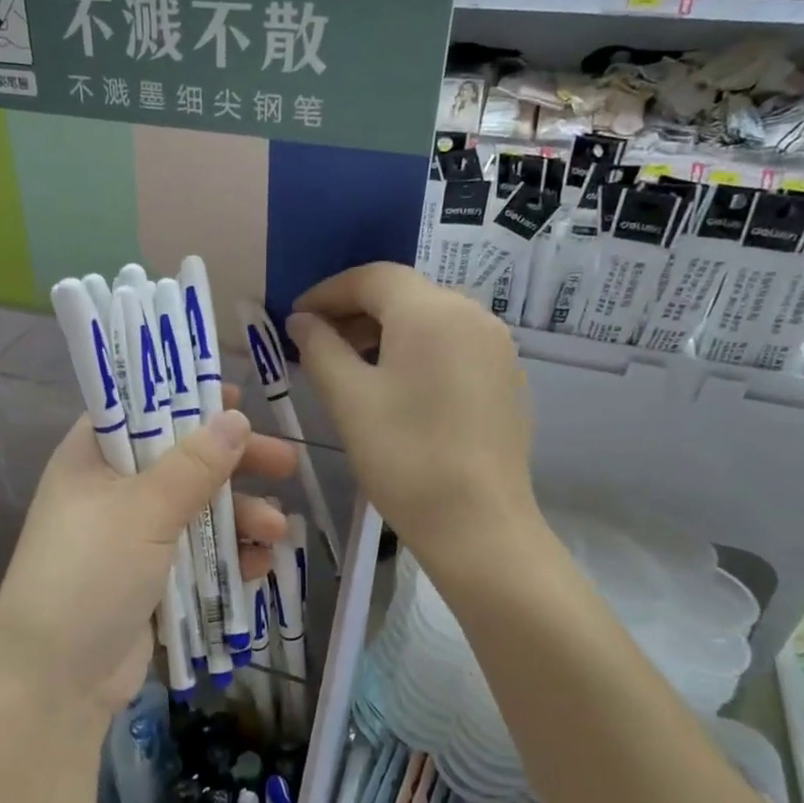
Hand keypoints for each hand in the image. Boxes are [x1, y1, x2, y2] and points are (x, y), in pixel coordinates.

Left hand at [0, 405, 296, 724]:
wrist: (56, 684)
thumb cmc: (90, 575)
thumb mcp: (144, 511)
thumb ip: (194, 465)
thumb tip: (236, 418)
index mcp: (91, 459)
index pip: (139, 409)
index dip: (185, 400)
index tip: (234, 400)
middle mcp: (109, 491)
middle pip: (180, 460)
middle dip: (234, 464)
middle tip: (286, 463)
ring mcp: (130, 537)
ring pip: (196, 510)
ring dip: (240, 516)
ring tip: (279, 529)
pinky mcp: (149, 578)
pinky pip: (196, 554)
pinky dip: (227, 555)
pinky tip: (260, 564)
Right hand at [287, 263, 538, 563]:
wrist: (479, 525)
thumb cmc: (404, 455)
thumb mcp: (348, 398)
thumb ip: (320, 348)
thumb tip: (303, 320)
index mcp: (431, 311)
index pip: (372, 277)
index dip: (328, 292)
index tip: (297, 317)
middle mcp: (472, 314)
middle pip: (404, 294)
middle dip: (356, 311)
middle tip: (317, 342)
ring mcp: (496, 347)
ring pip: (430, 319)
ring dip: (385, 332)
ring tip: (351, 365)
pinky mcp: (506, 377)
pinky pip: (453, 345)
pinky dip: (417, 351)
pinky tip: (396, 386)